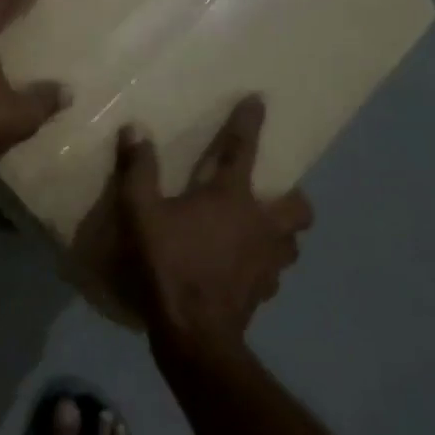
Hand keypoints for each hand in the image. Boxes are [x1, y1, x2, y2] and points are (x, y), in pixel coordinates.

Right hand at [112, 95, 313, 353]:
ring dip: (282, 233)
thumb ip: (138, 170)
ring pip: (293, 242)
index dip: (249, 123)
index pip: (243, 149)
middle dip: (291, 196)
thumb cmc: (169, 264)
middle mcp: (260, 225)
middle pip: (298, 206)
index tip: (260, 100)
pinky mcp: (264, 293)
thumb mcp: (141, 213)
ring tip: (261, 231)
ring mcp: (267, 263)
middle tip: (270, 195)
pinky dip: (265, 265)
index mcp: (232, 198)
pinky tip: (244, 268)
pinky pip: (275, 273)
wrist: (194, 334)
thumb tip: (136, 129)